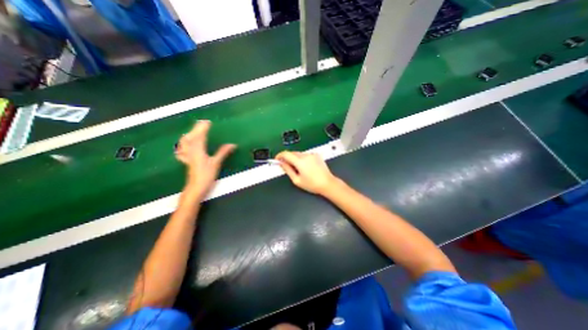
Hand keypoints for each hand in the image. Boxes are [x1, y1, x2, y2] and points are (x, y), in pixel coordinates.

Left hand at [176, 121, 235, 198]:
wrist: (195, 188)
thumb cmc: (206, 176)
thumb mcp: (216, 163)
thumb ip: (223, 152)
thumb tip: (232, 144)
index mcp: (198, 150)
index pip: (200, 136)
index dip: (203, 128)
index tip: (207, 122)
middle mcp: (191, 151)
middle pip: (191, 137)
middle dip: (196, 128)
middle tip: (202, 122)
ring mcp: (187, 155)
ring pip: (186, 142)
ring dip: (190, 134)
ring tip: (194, 130)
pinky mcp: (187, 160)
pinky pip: (183, 149)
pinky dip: (184, 144)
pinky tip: (184, 144)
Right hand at [275, 152, 337, 195]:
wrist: (327, 183)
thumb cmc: (313, 184)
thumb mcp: (297, 180)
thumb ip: (287, 170)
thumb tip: (282, 163)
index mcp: (300, 162)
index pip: (286, 154)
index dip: (279, 156)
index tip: (277, 159)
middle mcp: (306, 156)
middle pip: (292, 153)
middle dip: (288, 158)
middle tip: (286, 166)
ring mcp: (312, 155)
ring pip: (299, 154)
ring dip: (295, 158)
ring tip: (298, 169)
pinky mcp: (317, 155)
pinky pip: (306, 155)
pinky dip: (303, 159)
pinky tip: (306, 167)